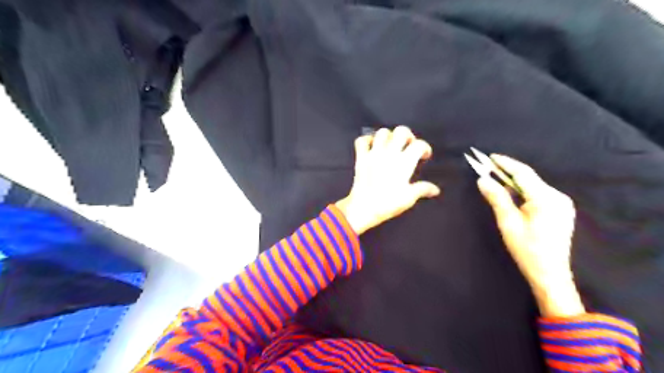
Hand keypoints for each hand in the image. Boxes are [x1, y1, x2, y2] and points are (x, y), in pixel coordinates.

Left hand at [337, 126, 439, 234]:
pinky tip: (372, 146)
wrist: (363, 208)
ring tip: (391, 145)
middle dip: (408, 135)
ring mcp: (373, 154)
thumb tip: (435, 190)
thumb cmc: (388, 203)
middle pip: (401, 131)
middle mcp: (389, 153)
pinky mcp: (360, 158)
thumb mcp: (409, 198)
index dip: (425, 148)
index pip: (419, 145)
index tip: (425, 156)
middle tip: (408, 145)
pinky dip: (367, 140)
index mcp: (404, 162)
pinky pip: (361, 141)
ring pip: (382, 132)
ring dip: (389, 136)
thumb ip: (423, 189)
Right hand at [481, 154, 582, 317]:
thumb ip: (497, 198)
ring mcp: (561, 204)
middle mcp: (558, 196)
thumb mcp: (508, 222)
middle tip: (488, 167)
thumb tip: (482, 179)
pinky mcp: (560, 210)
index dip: (505, 163)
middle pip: (529, 178)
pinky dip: (523, 191)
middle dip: (508, 172)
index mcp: (546, 198)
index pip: (523, 173)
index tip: (489, 157)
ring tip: (496, 178)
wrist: (550, 274)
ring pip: (533, 186)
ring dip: (514, 182)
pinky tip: (511, 193)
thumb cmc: (527, 249)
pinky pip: (538, 194)